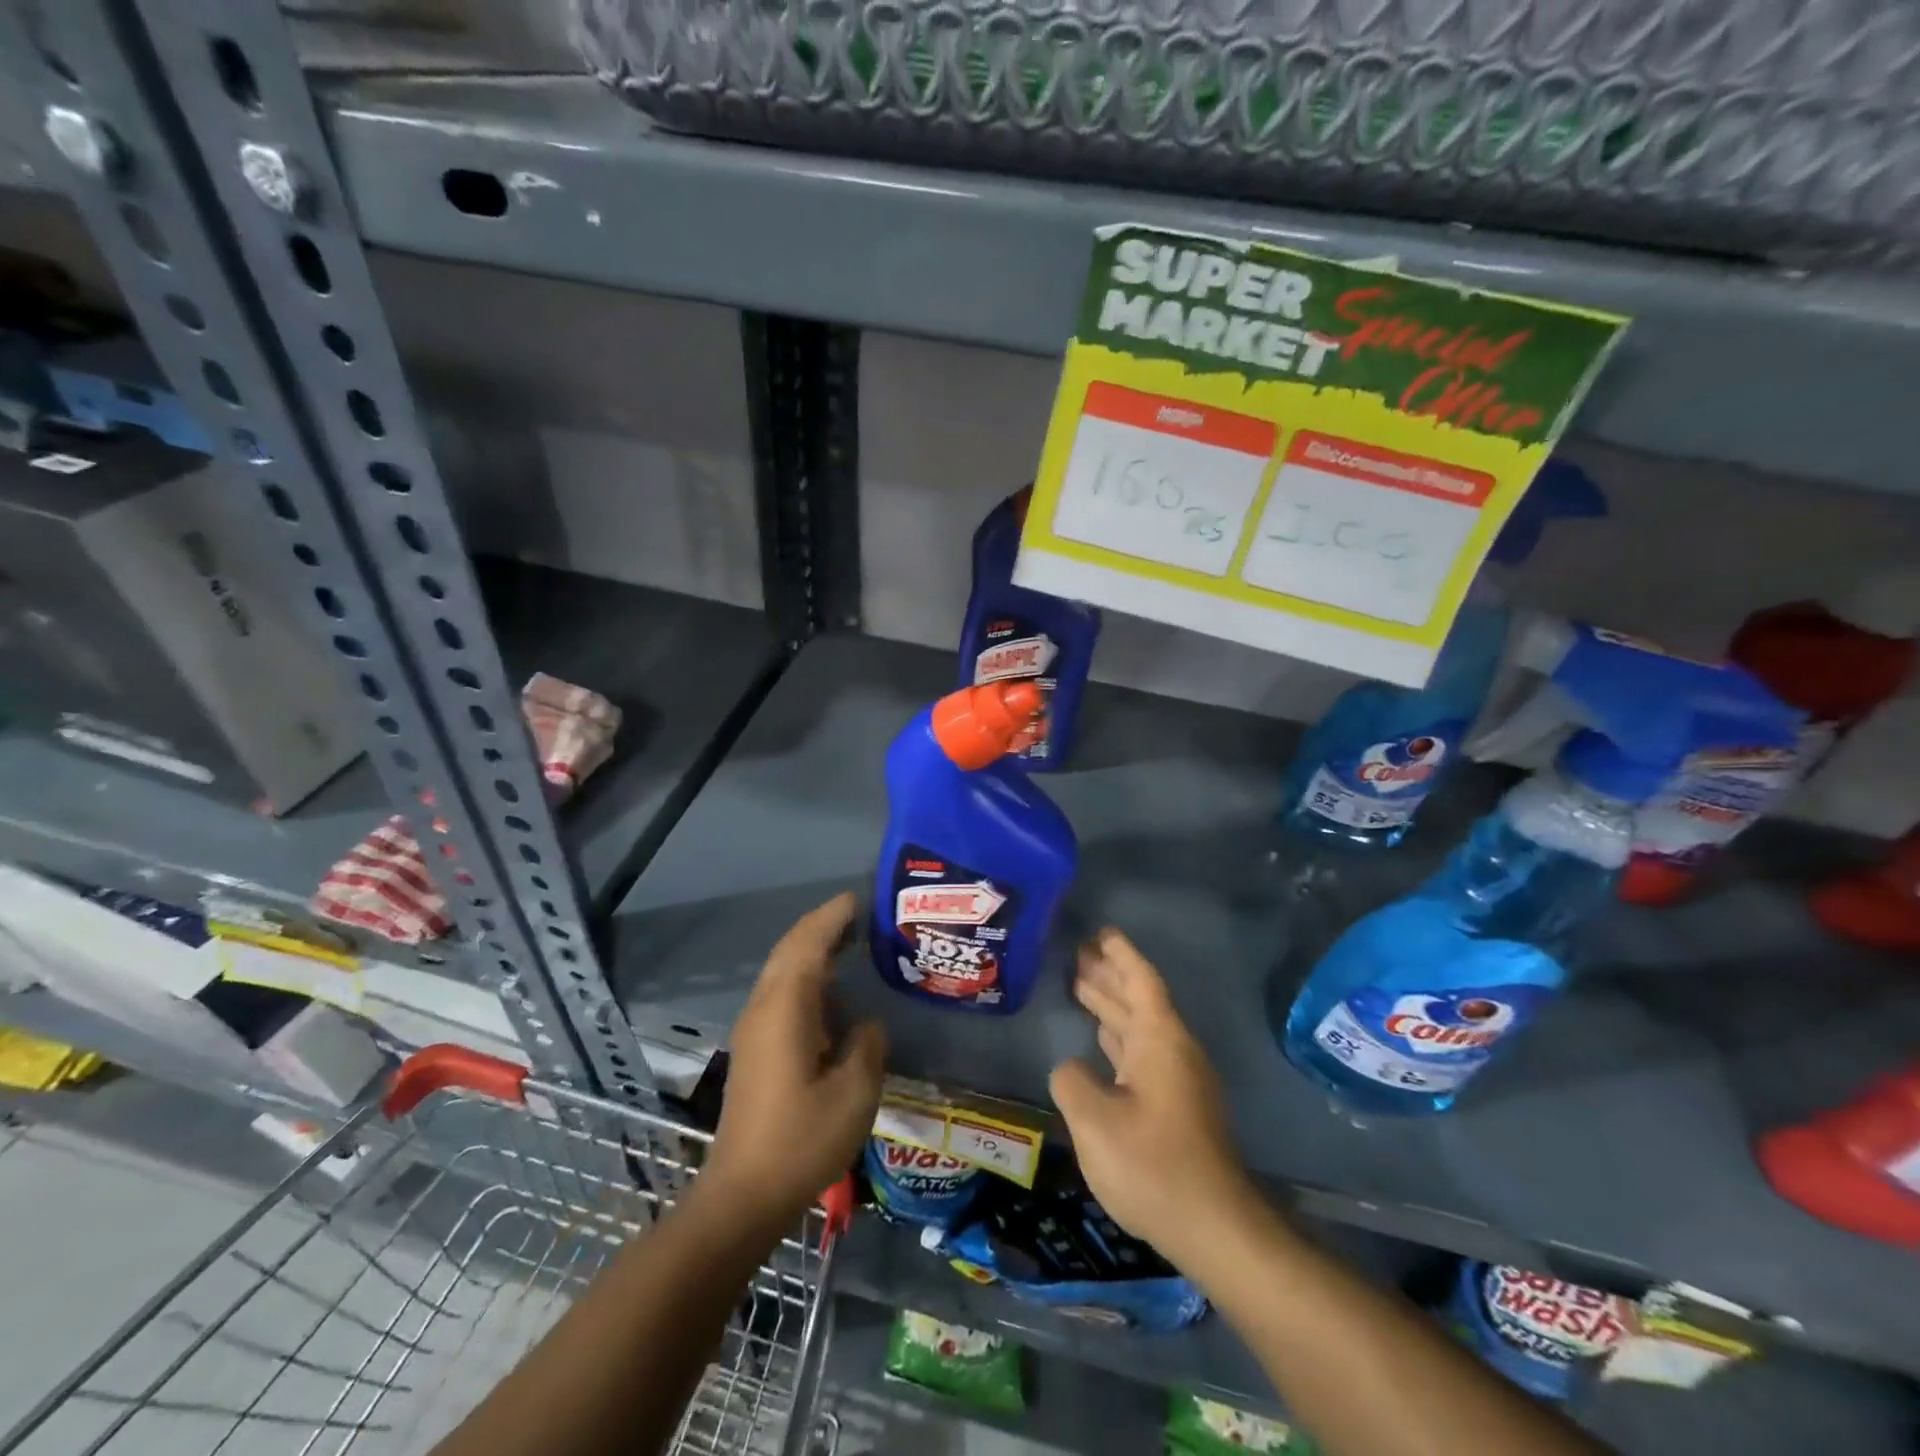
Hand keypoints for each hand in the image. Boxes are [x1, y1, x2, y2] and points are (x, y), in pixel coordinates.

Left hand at [706, 893, 886, 1221]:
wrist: (743, 1194)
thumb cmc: (802, 1139)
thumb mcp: (855, 1092)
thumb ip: (867, 1044)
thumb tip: (866, 1026)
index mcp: (786, 1007)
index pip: (808, 943)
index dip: (833, 916)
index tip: (860, 898)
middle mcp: (764, 1008)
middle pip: (790, 950)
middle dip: (822, 927)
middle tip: (860, 916)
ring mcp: (754, 1029)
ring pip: (782, 971)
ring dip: (813, 950)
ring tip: (851, 944)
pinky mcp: (754, 1050)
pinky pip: (781, 993)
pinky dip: (806, 977)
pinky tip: (832, 994)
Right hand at [1049, 929, 1258, 1270]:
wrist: (1214, 1228)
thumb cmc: (1154, 1166)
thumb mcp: (1096, 1122)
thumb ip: (1072, 1082)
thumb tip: (1070, 1068)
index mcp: (1161, 1041)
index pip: (1141, 981)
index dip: (1120, 954)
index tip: (1100, 931)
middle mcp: (1173, 1051)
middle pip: (1139, 999)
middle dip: (1109, 975)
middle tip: (1076, 952)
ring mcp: (1177, 1080)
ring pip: (1140, 1026)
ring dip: (1111, 1003)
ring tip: (1079, 982)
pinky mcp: (1175, 1106)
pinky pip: (1141, 1051)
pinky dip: (1117, 1035)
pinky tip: (1100, 1036)